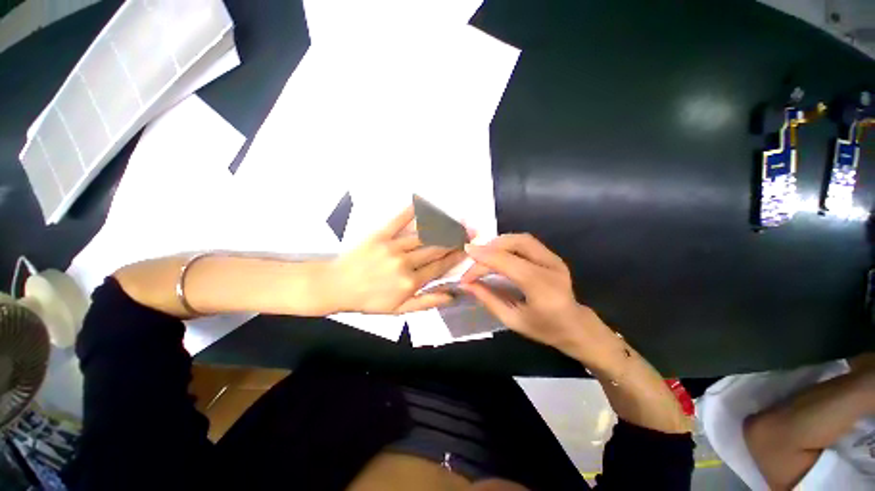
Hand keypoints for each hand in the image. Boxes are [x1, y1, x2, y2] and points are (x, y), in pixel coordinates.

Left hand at [328, 205, 467, 313]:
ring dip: (442, 227)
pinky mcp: (379, 235)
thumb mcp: (398, 310)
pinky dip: (411, 211)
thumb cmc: (368, 300)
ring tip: (455, 220)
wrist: (336, 287)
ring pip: (423, 235)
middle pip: (436, 249)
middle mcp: (405, 264)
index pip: (440, 267)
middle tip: (468, 230)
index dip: (456, 256)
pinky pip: (398, 221)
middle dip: (455, 239)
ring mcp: (392, 247)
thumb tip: (451, 295)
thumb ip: (426, 302)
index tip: (468, 248)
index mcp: (410, 283)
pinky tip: (422, 203)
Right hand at [460, 233, 606, 357]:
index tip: (464, 269)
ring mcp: (554, 258)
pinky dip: (506, 243)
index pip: (508, 264)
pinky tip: (497, 253)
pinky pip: (525, 241)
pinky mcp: (552, 255)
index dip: (483, 261)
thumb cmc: (544, 328)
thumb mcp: (512, 319)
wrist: (575, 325)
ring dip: (497, 243)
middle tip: (472, 261)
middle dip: (489, 249)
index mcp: (544, 289)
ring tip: (482, 256)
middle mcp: (551, 267)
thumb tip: (466, 284)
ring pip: (520, 238)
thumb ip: (488, 299)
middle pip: (515, 244)